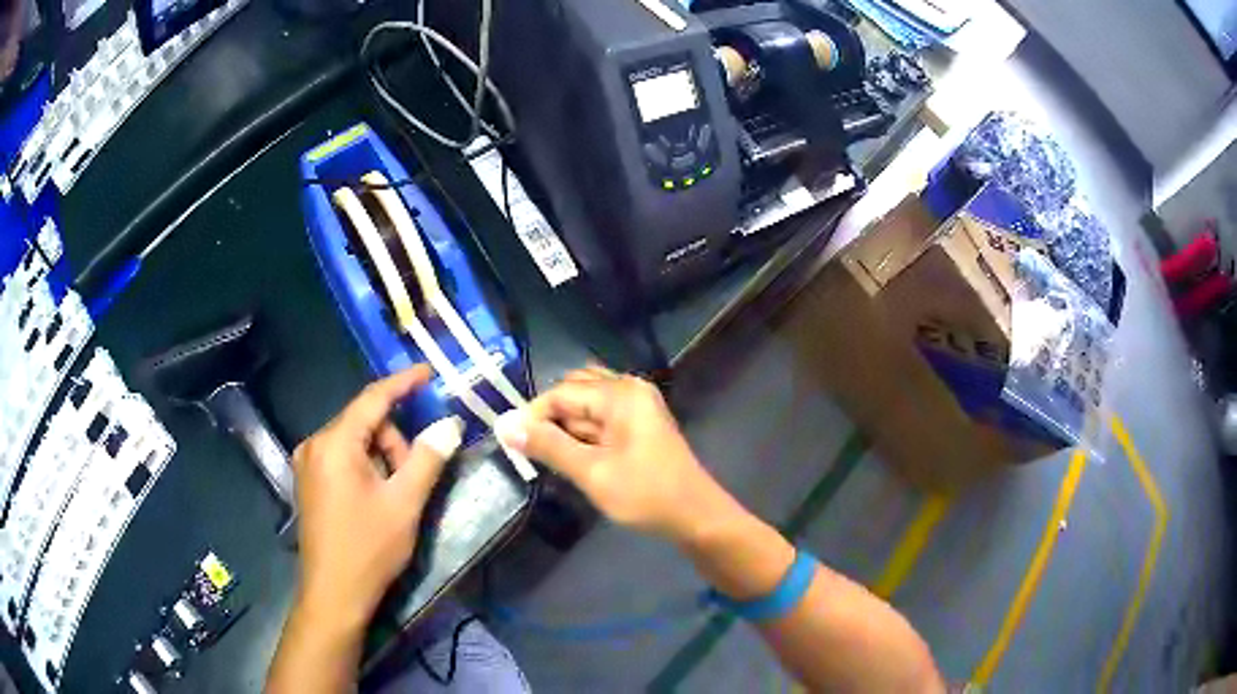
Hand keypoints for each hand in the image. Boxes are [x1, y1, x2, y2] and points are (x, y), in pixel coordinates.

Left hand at [291, 366, 463, 632]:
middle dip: (395, 440)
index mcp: (335, 443)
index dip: (403, 383)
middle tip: (417, 473)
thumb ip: (427, 459)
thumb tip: (450, 424)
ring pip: (354, 442)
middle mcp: (315, 444)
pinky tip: (378, 496)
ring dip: (382, 457)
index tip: (429, 372)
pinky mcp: (309, 482)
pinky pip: (342, 458)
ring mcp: (308, 464)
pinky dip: (366, 467)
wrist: (334, 594)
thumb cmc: (369, 548)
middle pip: (364, 423)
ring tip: (397, 494)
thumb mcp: (404, 503)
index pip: (373, 399)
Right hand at [497, 367, 725, 542]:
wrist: (695, 516)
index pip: (561, 392)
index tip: (513, 445)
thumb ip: (548, 446)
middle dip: (551, 419)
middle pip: (574, 391)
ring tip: (556, 459)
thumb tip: (505, 425)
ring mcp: (637, 406)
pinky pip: (601, 418)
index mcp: (620, 394)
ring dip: (567, 427)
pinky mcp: (640, 425)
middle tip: (537, 453)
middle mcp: (629, 389)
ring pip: (587, 405)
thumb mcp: (591, 473)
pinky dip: (584, 433)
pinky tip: (577, 458)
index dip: (533, 416)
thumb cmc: (645, 494)